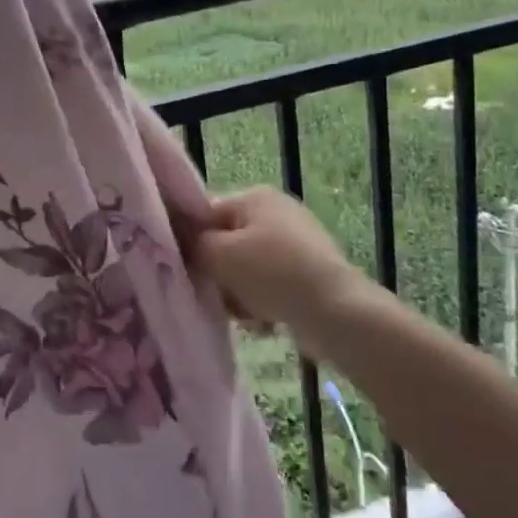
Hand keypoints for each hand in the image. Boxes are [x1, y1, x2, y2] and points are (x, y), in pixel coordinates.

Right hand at [192, 188, 366, 353]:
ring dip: (237, 291)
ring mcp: (296, 241)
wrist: (336, 312)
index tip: (184, 268)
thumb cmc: (272, 274)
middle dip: (217, 271)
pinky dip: (262, 300)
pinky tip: (265, 320)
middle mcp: (276, 211)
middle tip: (217, 294)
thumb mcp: (219, 254)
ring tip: (244, 313)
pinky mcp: (308, 271)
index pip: (205, 212)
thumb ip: (192, 243)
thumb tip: (180, 240)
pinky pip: (269, 283)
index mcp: (254, 197)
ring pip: (245, 267)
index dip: (190, 240)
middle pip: (226, 242)